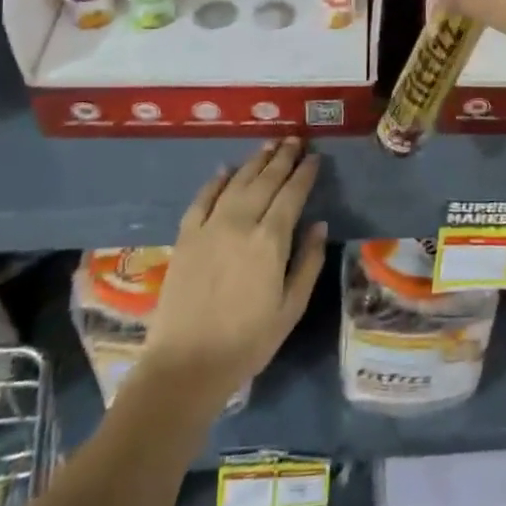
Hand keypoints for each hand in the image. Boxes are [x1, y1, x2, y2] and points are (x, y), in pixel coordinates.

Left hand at [143, 138, 326, 402]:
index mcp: (271, 241)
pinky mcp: (185, 237)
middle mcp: (241, 223)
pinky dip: (216, 181)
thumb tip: (320, 225)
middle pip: (265, 180)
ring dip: (255, 161)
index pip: (292, 194)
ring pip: (237, 182)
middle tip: (295, 140)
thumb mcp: (291, 308)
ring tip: (270, 145)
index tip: (315, 157)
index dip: (305, 173)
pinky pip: (202, 199)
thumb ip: (309, 262)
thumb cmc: (248, 342)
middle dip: (283, 158)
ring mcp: (209, 227)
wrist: (186, 365)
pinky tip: (226, 169)